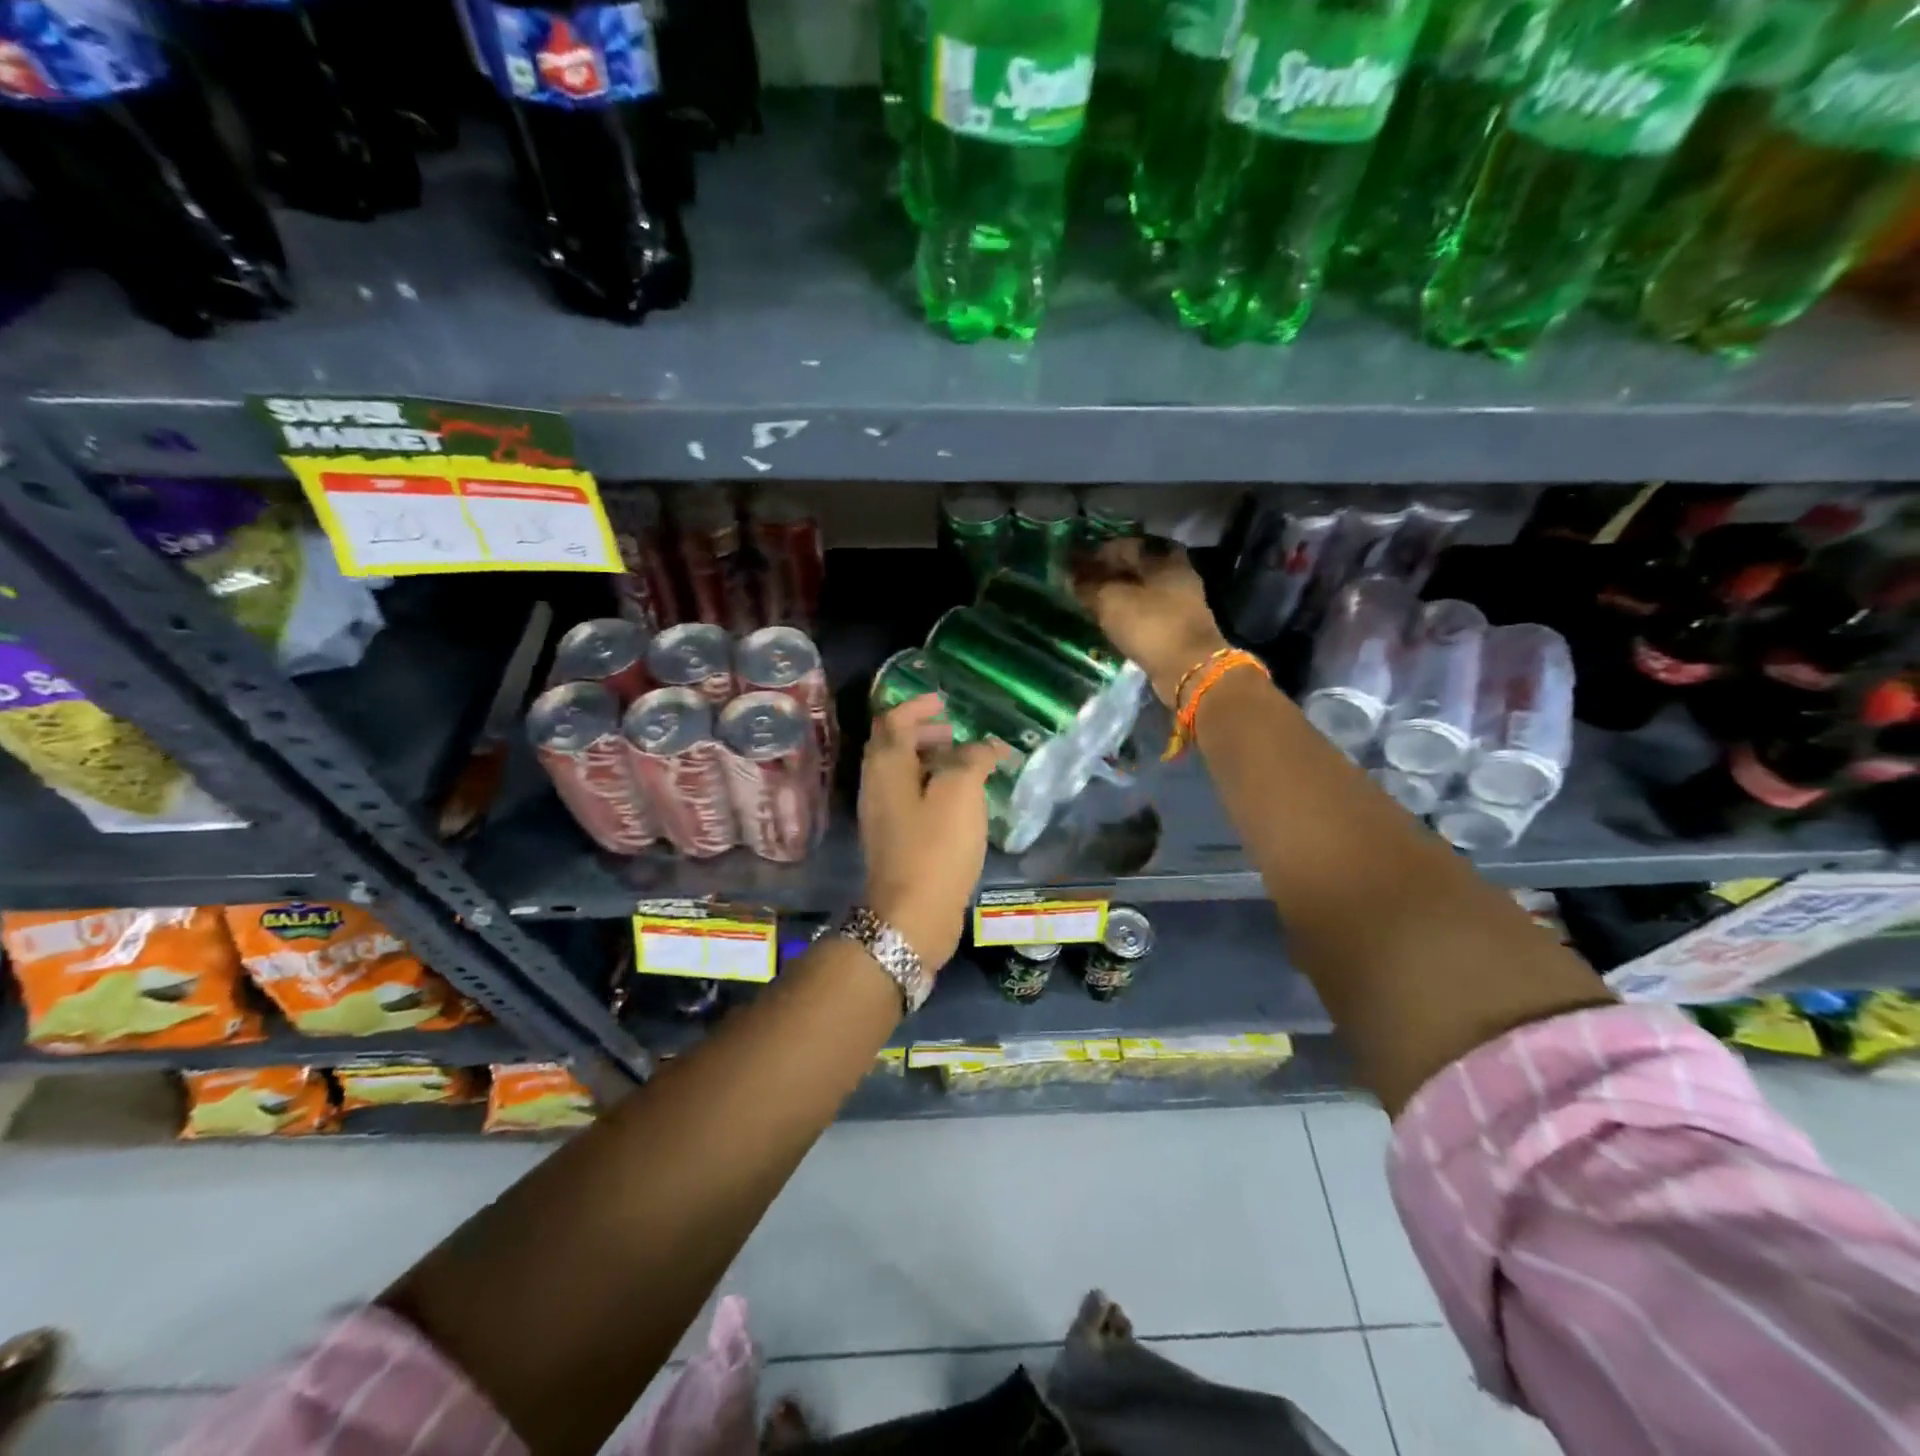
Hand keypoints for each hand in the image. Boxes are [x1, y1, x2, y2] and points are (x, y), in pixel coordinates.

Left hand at [858, 696, 1006, 968]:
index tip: (943, 702)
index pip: (893, 720)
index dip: (916, 706)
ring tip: (964, 765)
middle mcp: (876, 786)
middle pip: (893, 746)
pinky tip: (959, 801)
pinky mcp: (894, 840)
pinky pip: (910, 799)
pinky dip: (931, 787)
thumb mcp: (960, 792)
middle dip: (923, 733)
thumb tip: (985, 746)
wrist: (911, 915)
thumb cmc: (935, 846)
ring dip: (928, 761)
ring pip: (901, 774)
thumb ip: (972, 759)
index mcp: (886, 767)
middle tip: (954, 733)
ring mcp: (882, 816)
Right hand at [1073, 536, 1229, 706]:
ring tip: (1092, 601)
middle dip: (1108, 573)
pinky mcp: (1179, 625)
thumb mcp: (1110, 602)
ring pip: (1142, 589)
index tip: (1074, 563)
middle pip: (1135, 567)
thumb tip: (1070, 577)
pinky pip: (1148, 610)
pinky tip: (1112, 618)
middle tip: (1081, 583)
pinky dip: (1129, 611)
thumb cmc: (1150, 625)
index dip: (1096, 553)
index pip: (1124, 545)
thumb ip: (1088, 586)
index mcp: (1163, 558)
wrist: (1188, 669)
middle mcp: (1176, 573)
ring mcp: (1181, 600)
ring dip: (1118, 593)